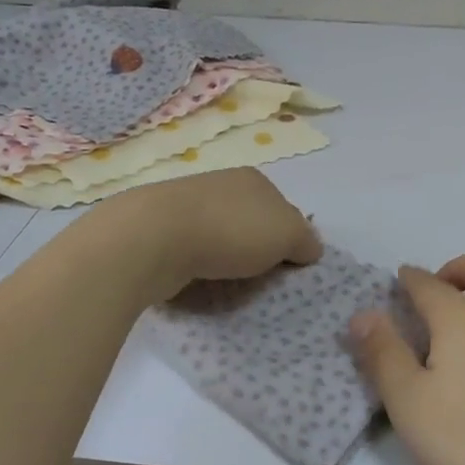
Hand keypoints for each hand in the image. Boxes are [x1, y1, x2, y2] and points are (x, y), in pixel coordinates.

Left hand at [94, 167, 321, 300]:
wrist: (153, 238)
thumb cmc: (230, 231)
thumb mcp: (288, 234)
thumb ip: (305, 241)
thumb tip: (310, 249)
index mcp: (253, 179)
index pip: (283, 209)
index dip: (289, 239)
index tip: (287, 268)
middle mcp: (220, 184)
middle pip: (251, 221)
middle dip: (256, 248)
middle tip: (261, 280)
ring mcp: (186, 205)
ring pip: (219, 235)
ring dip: (225, 257)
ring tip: (228, 285)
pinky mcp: (160, 230)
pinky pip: (191, 250)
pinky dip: (198, 265)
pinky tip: (198, 280)